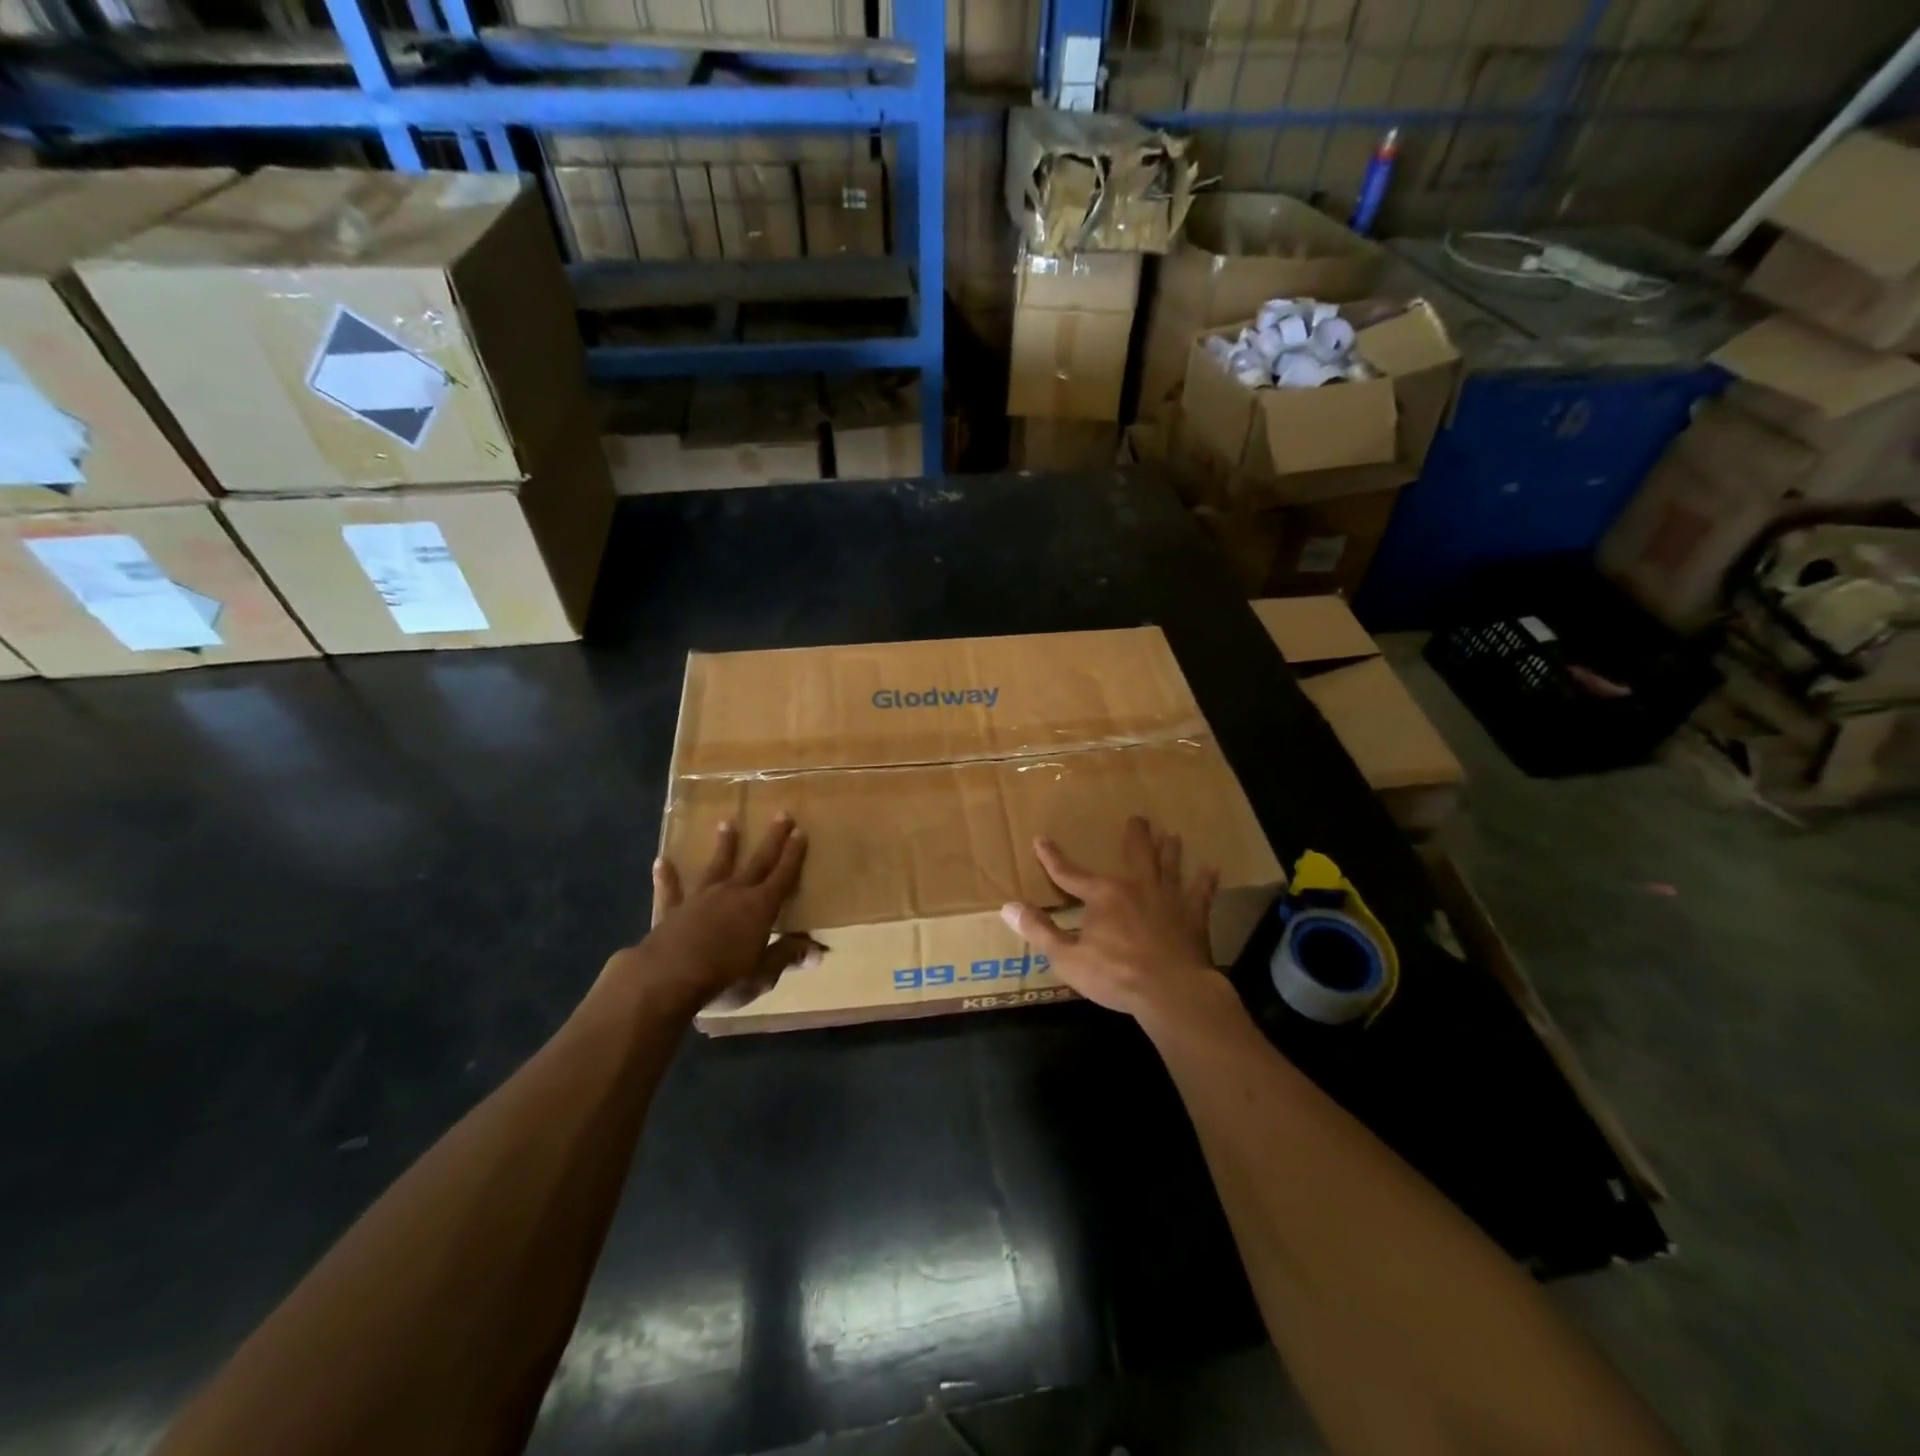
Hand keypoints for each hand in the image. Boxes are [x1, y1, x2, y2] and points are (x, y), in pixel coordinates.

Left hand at [600, 815, 815, 1017]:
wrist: (666, 978)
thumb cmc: (723, 978)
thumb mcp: (763, 973)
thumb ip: (787, 957)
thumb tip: (818, 951)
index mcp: (760, 907)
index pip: (783, 875)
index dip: (793, 854)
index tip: (800, 831)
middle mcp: (733, 893)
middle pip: (757, 862)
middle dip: (772, 839)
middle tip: (781, 814)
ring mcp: (701, 898)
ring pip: (717, 866)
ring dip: (725, 845)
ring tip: (727, 822)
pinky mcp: (672, 910)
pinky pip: (671, 890)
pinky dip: (667, 876)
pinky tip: (661, 862)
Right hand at [1000, 815, 1221, 1020]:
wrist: (1172, 991)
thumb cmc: (1116, 975)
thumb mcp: (1068, 958)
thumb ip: (1039, 931)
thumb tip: (1008, 907)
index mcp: (1103, 896)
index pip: (1070, 873)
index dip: (1052, 858)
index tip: (1040, 840)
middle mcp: (1137, 887)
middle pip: (1135, 854)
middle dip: (1134, 835)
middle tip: (1139, 817)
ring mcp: (1169, 900)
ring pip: (1169, 866)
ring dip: (1169, 851)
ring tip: (1173, 835)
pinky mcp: (1194, 918)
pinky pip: (1200, 894)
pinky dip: (1205, 882)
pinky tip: (1212, 870)